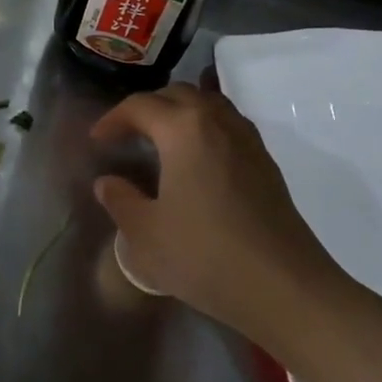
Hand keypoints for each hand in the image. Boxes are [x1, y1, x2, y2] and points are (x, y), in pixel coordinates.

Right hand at [89, 83, 351, 344]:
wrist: (283, 286)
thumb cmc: (205, 255)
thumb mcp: (146, 234)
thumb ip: (121, 201)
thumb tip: (108, 182)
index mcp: (184, 130)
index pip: (140, 106)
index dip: (113, 119)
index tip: (97, 140)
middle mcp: (218, 122)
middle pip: (178, 95)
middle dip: (147, 108)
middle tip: (127, 135)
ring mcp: (248, 141)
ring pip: (209, 105)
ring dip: (180, 113)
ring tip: (160, 140)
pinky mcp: (266, 163)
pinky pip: (228, 126)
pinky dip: (205, 129)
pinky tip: (196, 161)